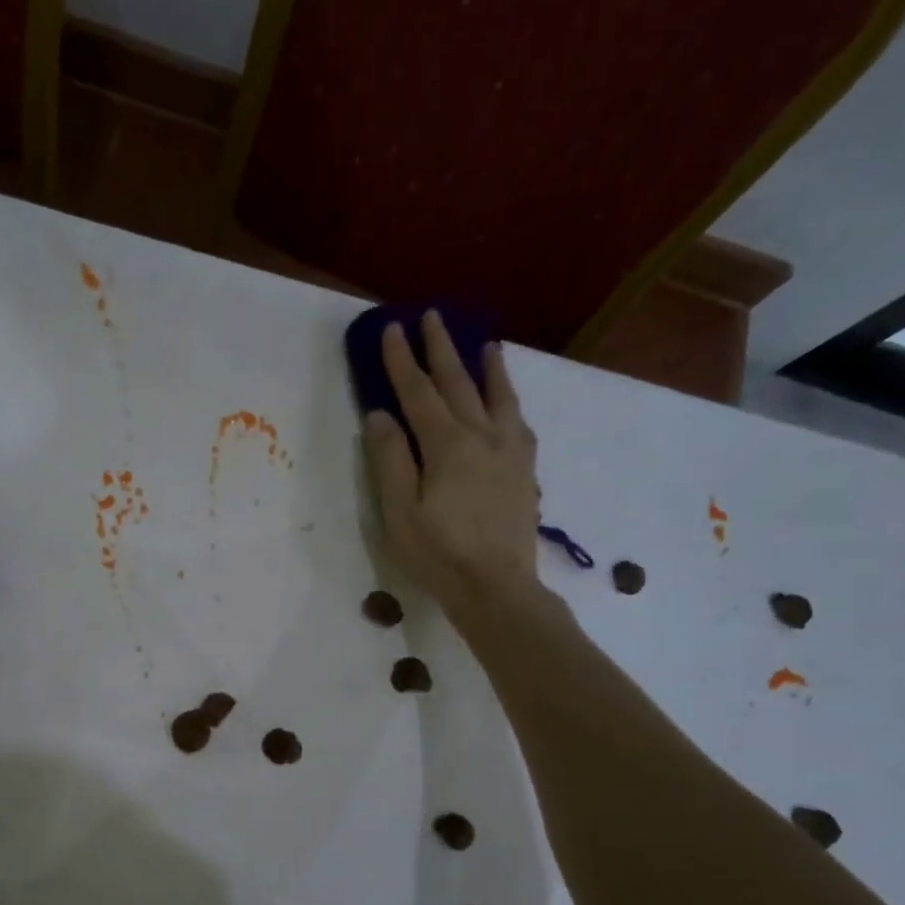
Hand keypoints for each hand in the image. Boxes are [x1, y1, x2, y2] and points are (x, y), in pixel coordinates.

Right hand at [363, 311, 543, 624]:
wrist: (497, 586)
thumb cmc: (438, 554)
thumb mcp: (400, 512)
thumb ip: (390, 460)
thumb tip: (379, 415)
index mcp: (447, 445)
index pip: (419, 393)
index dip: (402, 361)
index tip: (391, 329)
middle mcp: (482, 436)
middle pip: (459, 384)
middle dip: (442, 349)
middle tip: (432, 317)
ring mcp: (510, 452)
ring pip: (499, 397)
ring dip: (487, 367)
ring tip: (485, 343)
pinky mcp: (525, 471)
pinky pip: (519, 422)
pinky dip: (510, 402)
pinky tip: (509, 403)